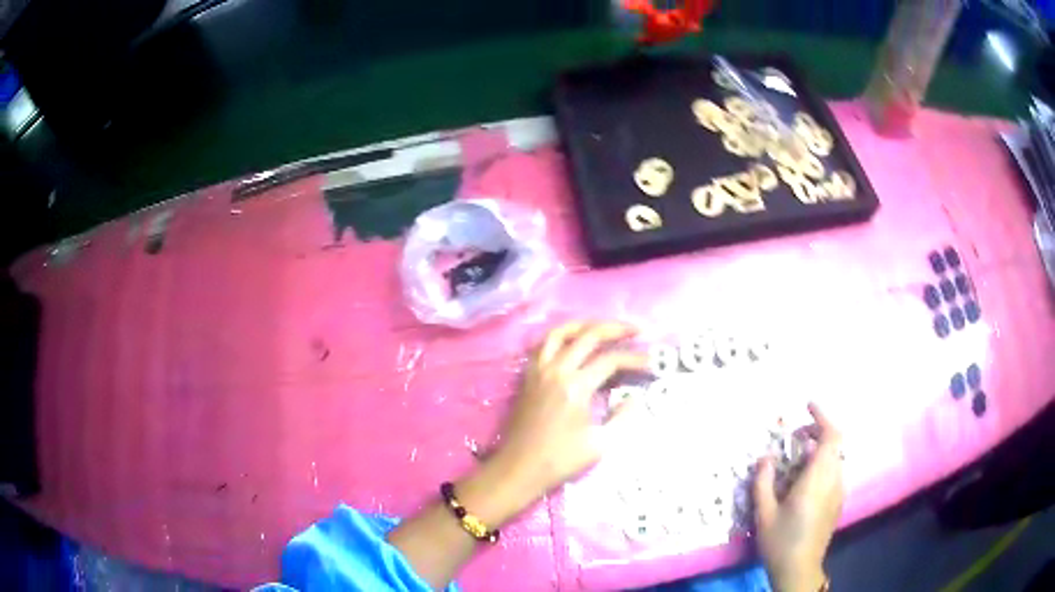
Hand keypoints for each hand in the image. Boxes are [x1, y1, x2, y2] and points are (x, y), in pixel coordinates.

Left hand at [491, 321, 646, 499]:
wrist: (519, 468)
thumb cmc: (560, 460)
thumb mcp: (600, 444)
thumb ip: (622, 417)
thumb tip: (634, 398)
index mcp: (575, 387)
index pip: (611, 360)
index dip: (635, 359)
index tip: (652, 363)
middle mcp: (556, 370)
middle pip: (588, 335)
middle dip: (616, 329)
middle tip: (637, 330)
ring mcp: (539, 371)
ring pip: (560, 332)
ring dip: (585, 324)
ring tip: (603, 327)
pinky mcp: (528, 377)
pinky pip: (543, 345)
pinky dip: (561, 337)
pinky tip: (572, 344)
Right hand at [754, 403, 843, 591]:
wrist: (799, 569)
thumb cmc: (781, 541)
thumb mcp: (764, 513)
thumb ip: (763, 482)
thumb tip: (765, 457)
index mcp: (817, 479)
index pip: (832, 436)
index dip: (822, 417)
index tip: (807, 405)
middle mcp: (834, 480)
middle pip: (834, 444)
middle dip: (816, 433)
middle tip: (793, 438)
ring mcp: (839, 491)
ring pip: (834, 458)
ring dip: (818, 450)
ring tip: (795, 460)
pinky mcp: (837, 502)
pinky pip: (833, 472)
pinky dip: (821, 464)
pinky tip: (802, 481)